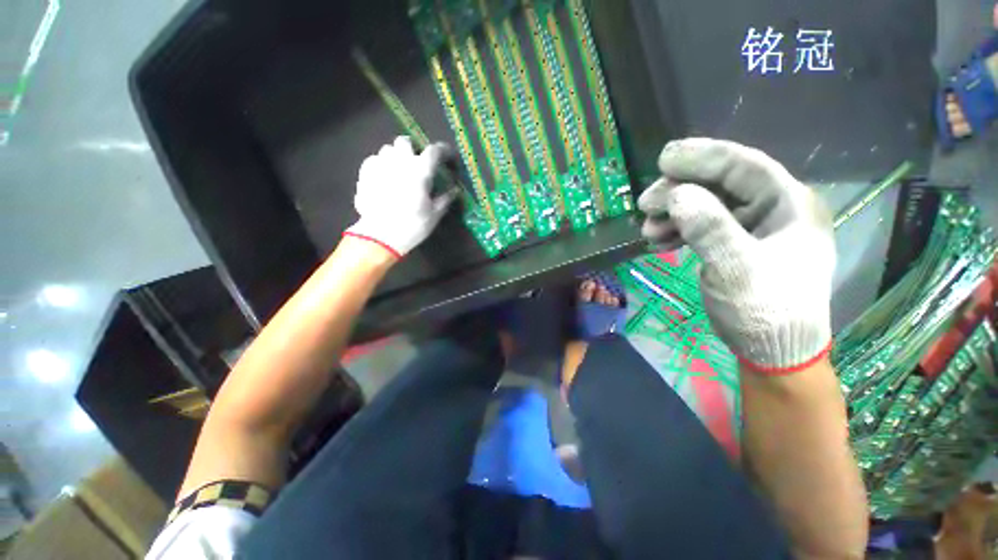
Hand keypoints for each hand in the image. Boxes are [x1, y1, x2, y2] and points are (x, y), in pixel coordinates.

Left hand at [345, 136, 456, 257]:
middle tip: (417, 163)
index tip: (449, 157)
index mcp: (420, 170)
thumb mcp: (434, 214)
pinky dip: (381, 165)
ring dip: (396, 157)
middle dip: (413, 149)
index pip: (435, 150)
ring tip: (399, 171)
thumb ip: (445, 199)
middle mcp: (400, 161)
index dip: (444, 151)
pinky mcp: (365, 174)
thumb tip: (454, 190)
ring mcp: (380, 165)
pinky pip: (374, 160)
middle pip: (405, 142)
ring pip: (388, 150)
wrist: (380, 236)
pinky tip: (384, 179)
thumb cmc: (412, 225)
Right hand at [638, 138, 835, 373]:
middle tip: (645, 205)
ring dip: (673, 213)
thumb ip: (710, 229)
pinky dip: (677, 230)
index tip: (663, 160)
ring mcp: (753, 227)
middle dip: (679, 191)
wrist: (773, 352)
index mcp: (788, 204)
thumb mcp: (737, 269)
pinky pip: (702, 226)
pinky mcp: (735, 244)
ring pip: (706, 205)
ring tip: (647, 230)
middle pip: (720, 184)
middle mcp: (772, 209)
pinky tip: (658, 241)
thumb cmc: (765, 311)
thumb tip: (677, 194)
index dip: (702, 158)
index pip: (744, 166)